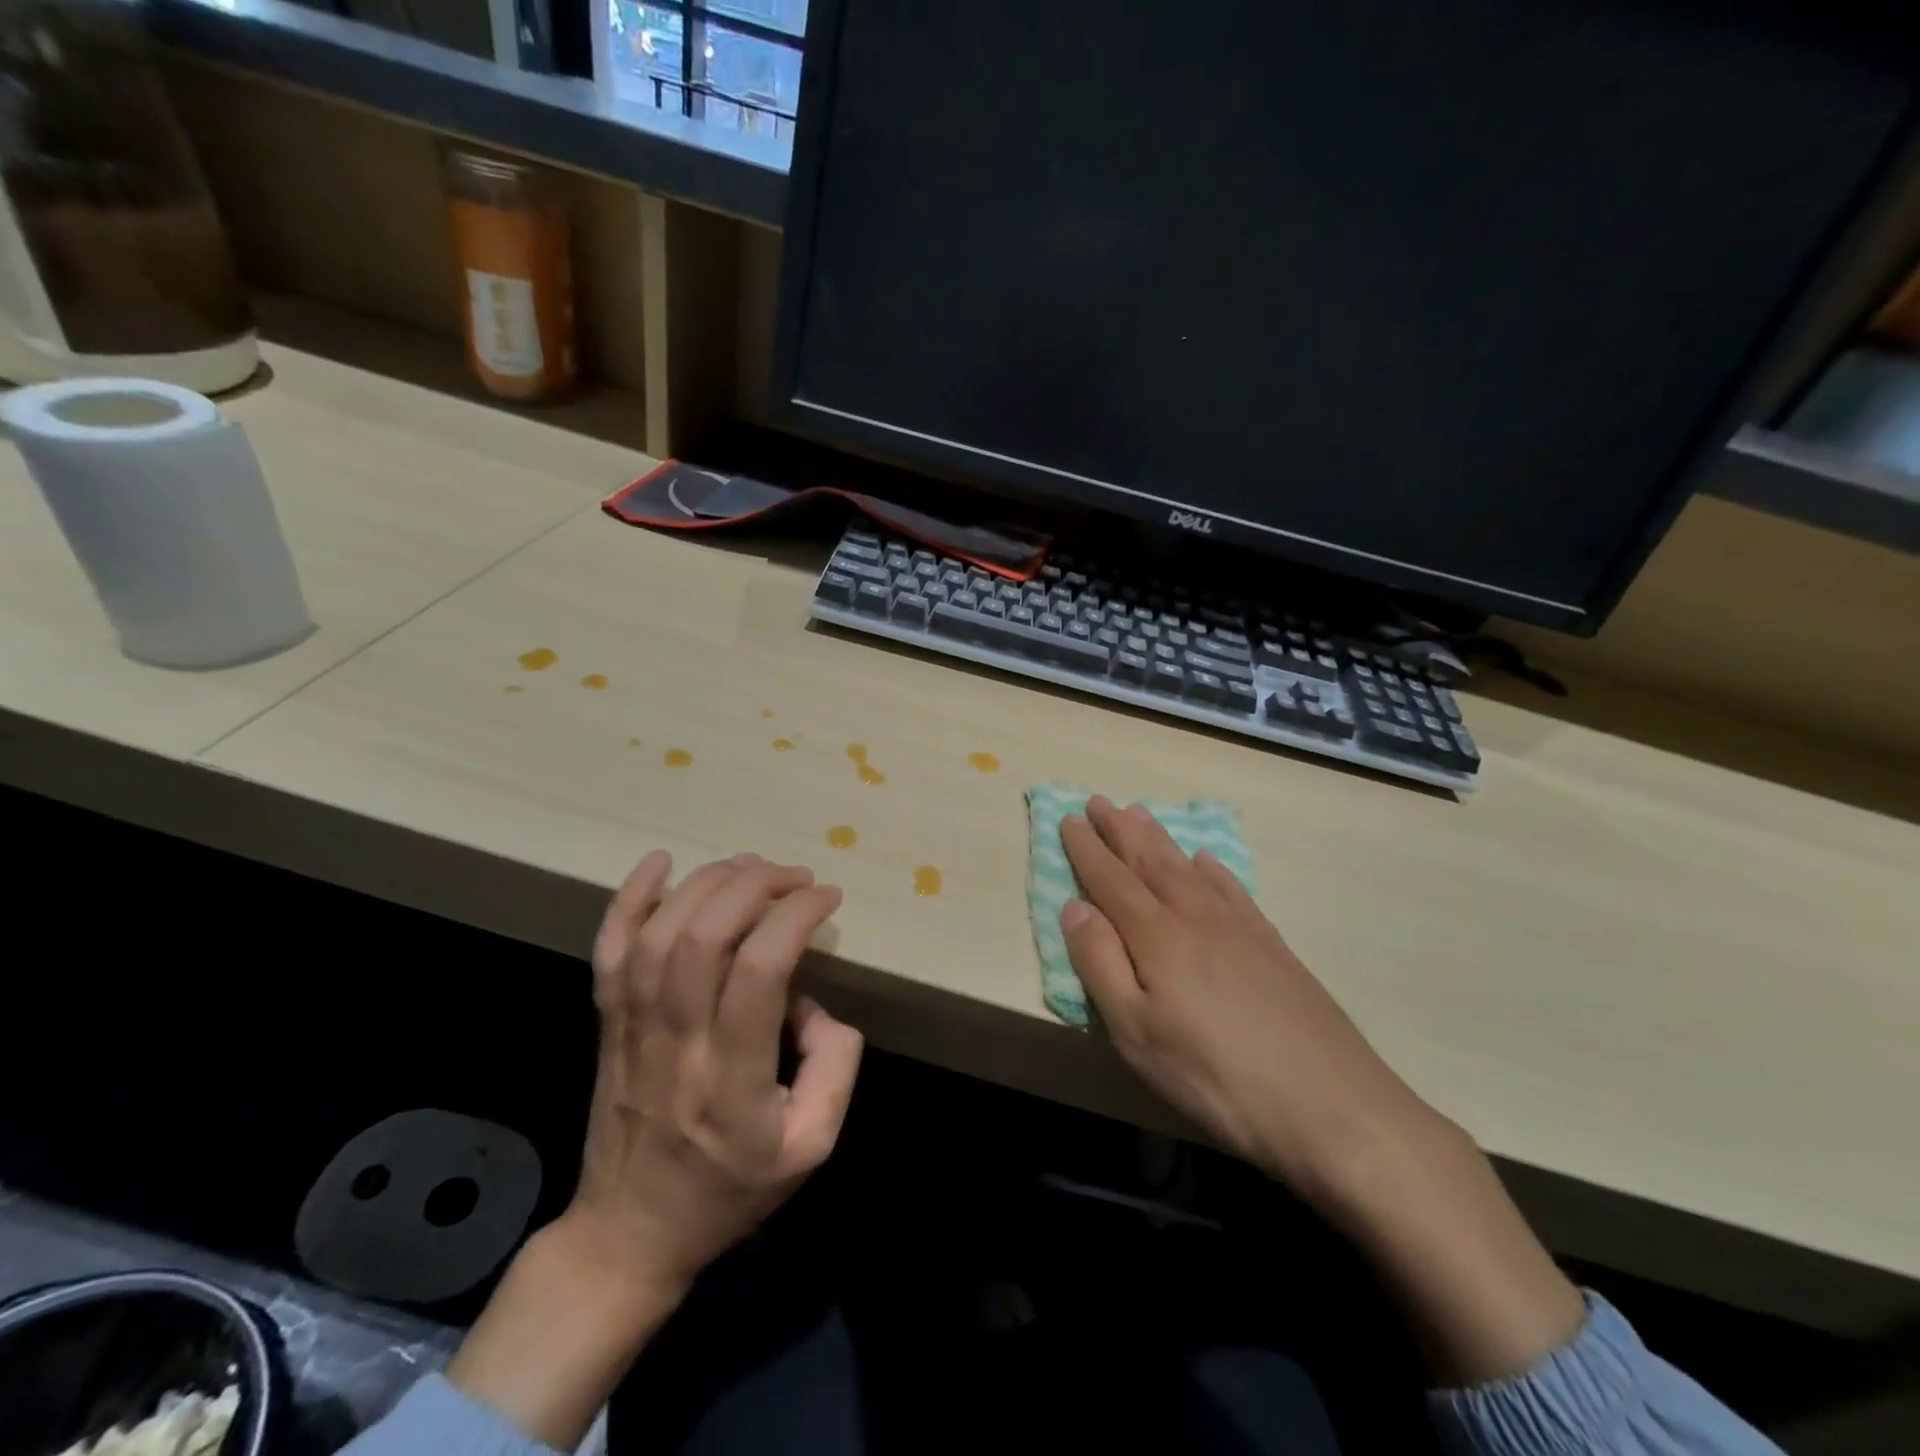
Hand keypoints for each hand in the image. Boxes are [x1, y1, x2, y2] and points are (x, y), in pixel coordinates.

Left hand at [447, 850, 862, 1447]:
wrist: (627, 1235)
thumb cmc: (728, 1192)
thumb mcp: (812, 1148)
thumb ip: (834, 1069)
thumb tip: (814, 1004)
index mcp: (734, 1082)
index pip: (759, 973)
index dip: (795, 917)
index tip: (826, 898)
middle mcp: (678, 1044)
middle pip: (706, 937)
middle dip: (757, 886)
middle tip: (796, 876)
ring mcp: (633, 1030)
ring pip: (660, 934)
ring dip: (709, 883)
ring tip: (751, 866)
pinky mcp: (607, 1023)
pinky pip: (609, 950)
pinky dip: (630, 898)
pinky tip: (660, 860)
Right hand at [1059, 796, 1429, 1198]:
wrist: (1331, 1106)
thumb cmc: (1215, 1077)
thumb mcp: (1137, 1033)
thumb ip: (1100, 964)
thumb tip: (1074, 906)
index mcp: (1158, 938)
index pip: (1111, 880)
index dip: (1087, 849)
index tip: (1068, 818)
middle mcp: (1197, 918)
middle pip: (1150, 861)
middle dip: (1120, 830)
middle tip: (1100, 801)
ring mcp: (1240, 929)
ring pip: (1189, 867)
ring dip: (1160, 838)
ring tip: (1141, 813)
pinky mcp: (1274, 947)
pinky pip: (1233, 889)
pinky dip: (1213, 868)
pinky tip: (1207, 860)